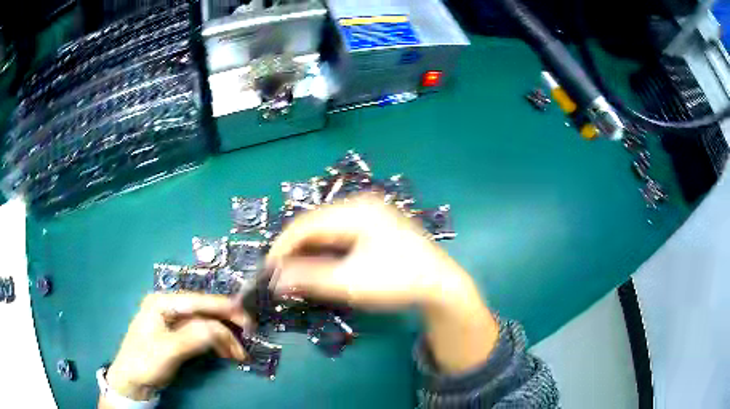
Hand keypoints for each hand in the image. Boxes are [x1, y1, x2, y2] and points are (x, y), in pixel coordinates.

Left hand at [101, 293, 249, 403]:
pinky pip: (202, 335)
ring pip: (205, 324)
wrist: (133, 381)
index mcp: (162, 303)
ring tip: (238, 354)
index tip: (246, 319)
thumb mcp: (168, 350)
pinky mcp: (178, 335)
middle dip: (226, 325)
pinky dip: (216, 343)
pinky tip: (226, 353)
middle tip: (248, 337)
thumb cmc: (145, 361)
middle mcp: (169, 307)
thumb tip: (221, 329)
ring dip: (223, 337)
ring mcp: (173, 321)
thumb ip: (194, 336)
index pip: (198, 301)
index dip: (223, 308)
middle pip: (204, 311)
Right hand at [266, 195, 498, 372]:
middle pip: (316, 223)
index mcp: (357, 211)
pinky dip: (325, 249)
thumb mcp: (350, 282)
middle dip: (295, 248)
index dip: (283, 245)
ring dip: (309, 249)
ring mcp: (371, 213)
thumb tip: (275, 280)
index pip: (306, 223)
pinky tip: (319, 263)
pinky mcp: (375, 225)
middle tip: (279, 271)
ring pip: (327, 228)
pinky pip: (340, 233)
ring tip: (294, 269)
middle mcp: (362, 205)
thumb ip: (309, 279)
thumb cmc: (398, 281)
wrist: (440, 285)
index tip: (268, 268)